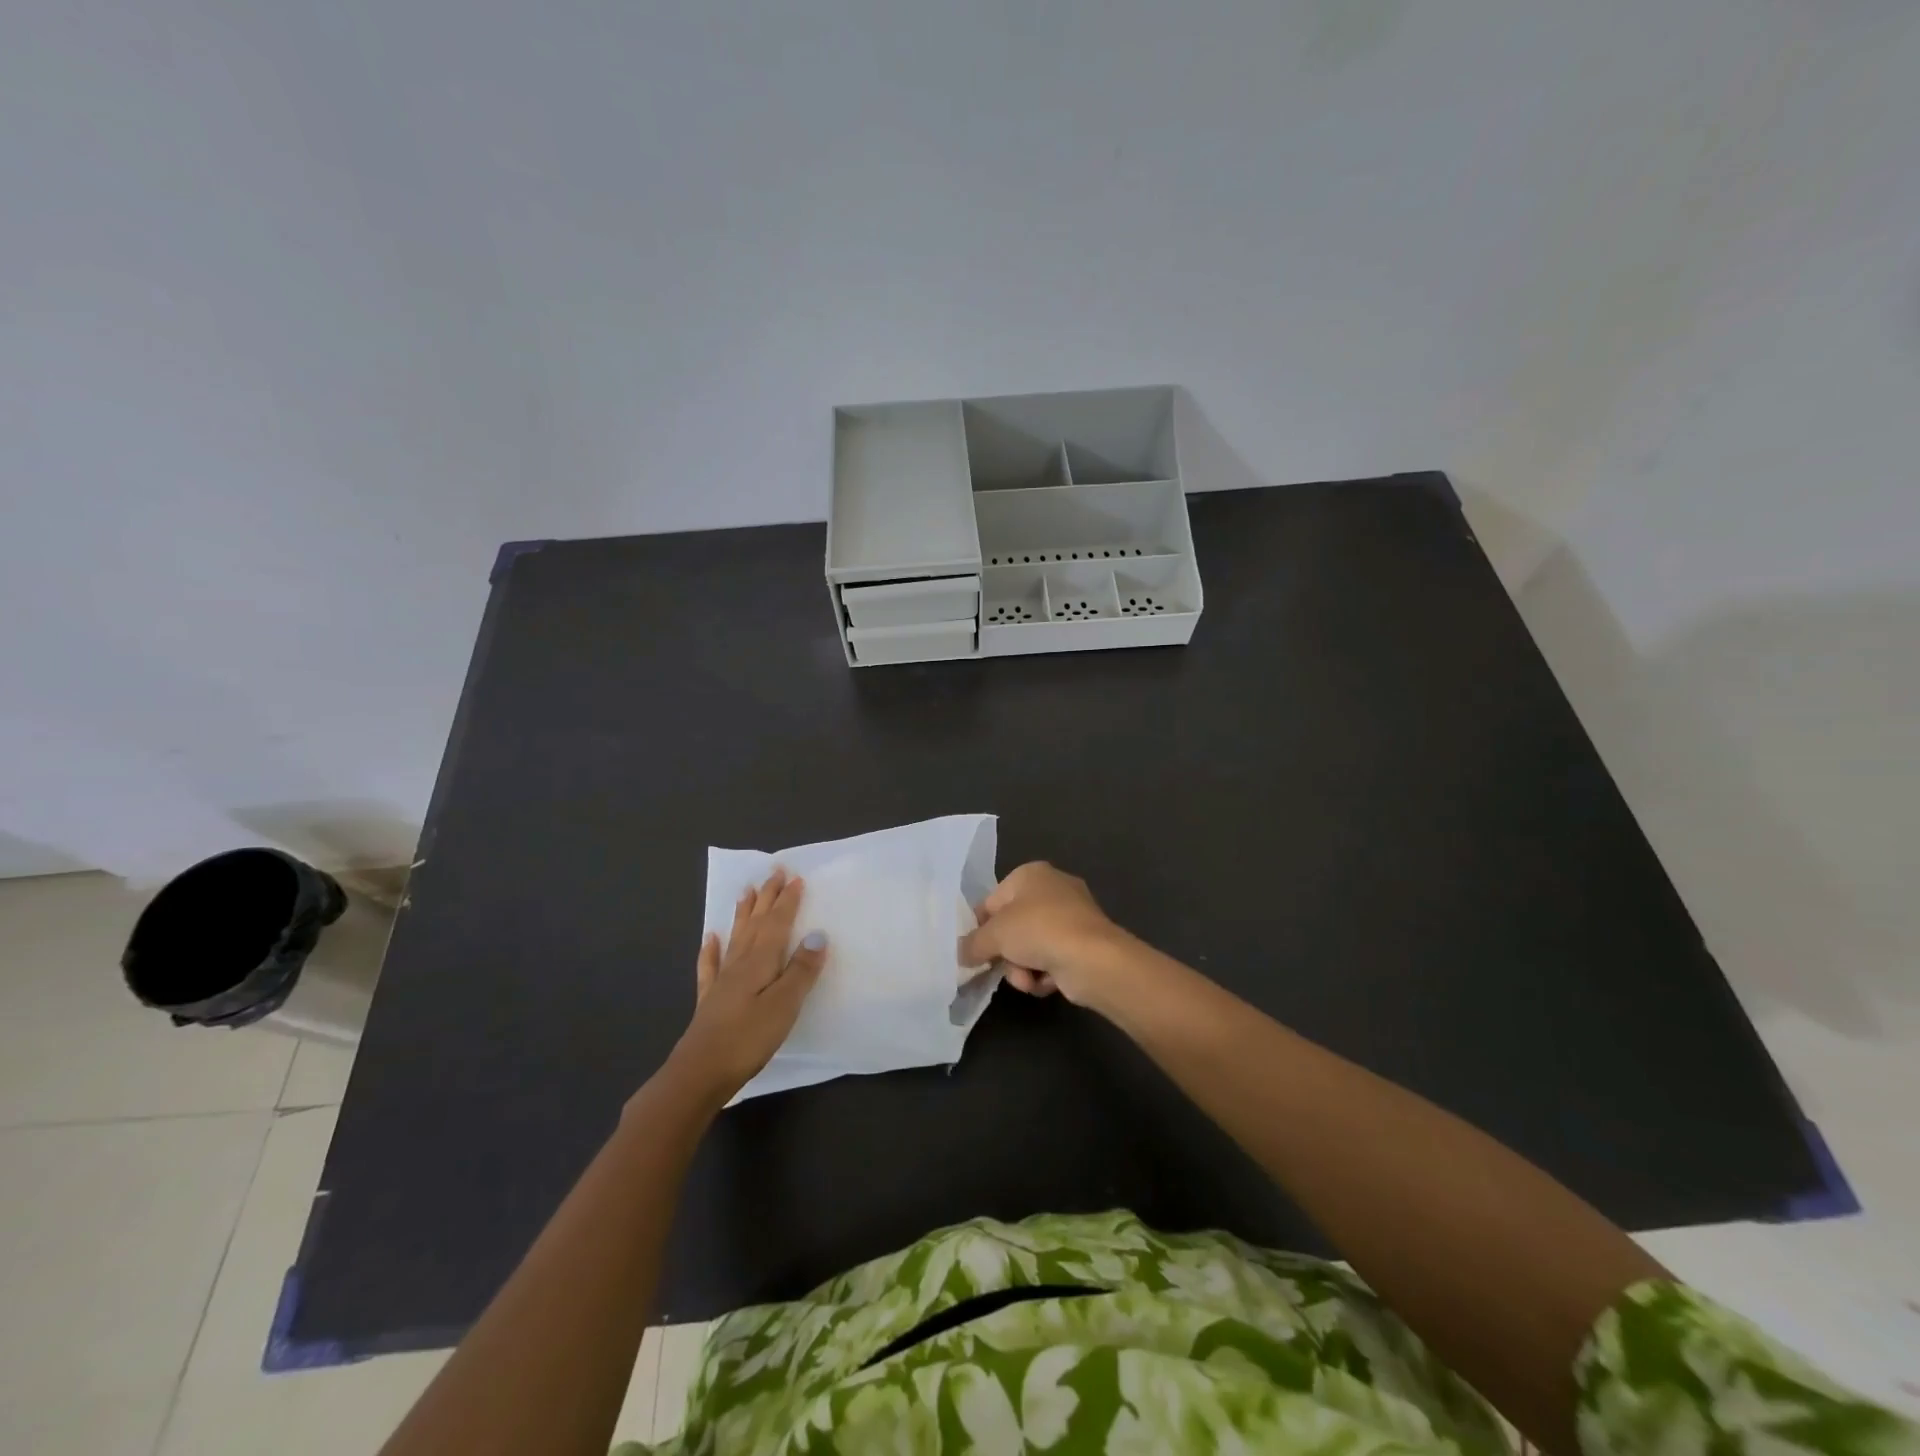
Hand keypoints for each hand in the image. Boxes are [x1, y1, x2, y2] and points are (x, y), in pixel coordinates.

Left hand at [667, 868, 827, 1101]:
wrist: (699, 1073)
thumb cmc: (748, 1039)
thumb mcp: (784, 1004)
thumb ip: (801, 969)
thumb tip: (817, 934)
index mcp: (760, 962)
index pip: (777, 924)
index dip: (787, 901)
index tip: (795, 877)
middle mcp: (740, 964)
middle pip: (756, 924)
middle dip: (767, 898)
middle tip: (773, 872)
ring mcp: (723, 982)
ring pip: (736, 938)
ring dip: (743, 914)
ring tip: (746, 891)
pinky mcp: (711, 1001)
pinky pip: (711, 966)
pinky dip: (711, 949)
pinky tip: (710, 938)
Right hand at [959, 861, 1129, 1005]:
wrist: (1093, 958)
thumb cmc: (1039, 930)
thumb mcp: (994, 935)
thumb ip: (972, 944)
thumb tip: (961, 954)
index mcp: (1030, 874)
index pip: (992, 901)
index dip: (981, 928)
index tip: (974, 951)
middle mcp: (1052, 889)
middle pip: (1012, 927)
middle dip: (1005, 953)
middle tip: (1000, 967)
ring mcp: (1071, 916)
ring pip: (1029, 946)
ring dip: (1022, 968)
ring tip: (1027, 979)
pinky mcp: (1083, 943)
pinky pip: (1051, 959)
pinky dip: (1044, 973)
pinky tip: (1045, 982)